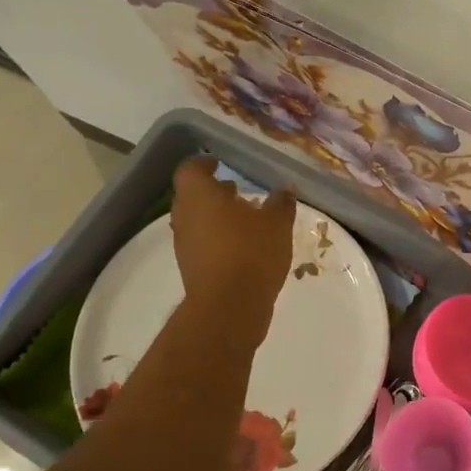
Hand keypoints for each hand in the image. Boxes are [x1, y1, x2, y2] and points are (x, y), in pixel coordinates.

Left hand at [170, 157, 296, 344]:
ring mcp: (185, 245)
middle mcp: (185, 217)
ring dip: (216, 216)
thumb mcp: (277, 223)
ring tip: (245, 218)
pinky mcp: (191, 268)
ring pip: (197, 221)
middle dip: (213, 192)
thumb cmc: (251, 252)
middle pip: (192, 196)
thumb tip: (285, 188)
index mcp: (199, 196)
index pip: (191, 170)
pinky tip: (244, 246)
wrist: (229, 307)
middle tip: (235, 190)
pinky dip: (218, 238)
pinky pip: (202, 243)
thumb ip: (281, 203)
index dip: (203, 164)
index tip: (218, 163)